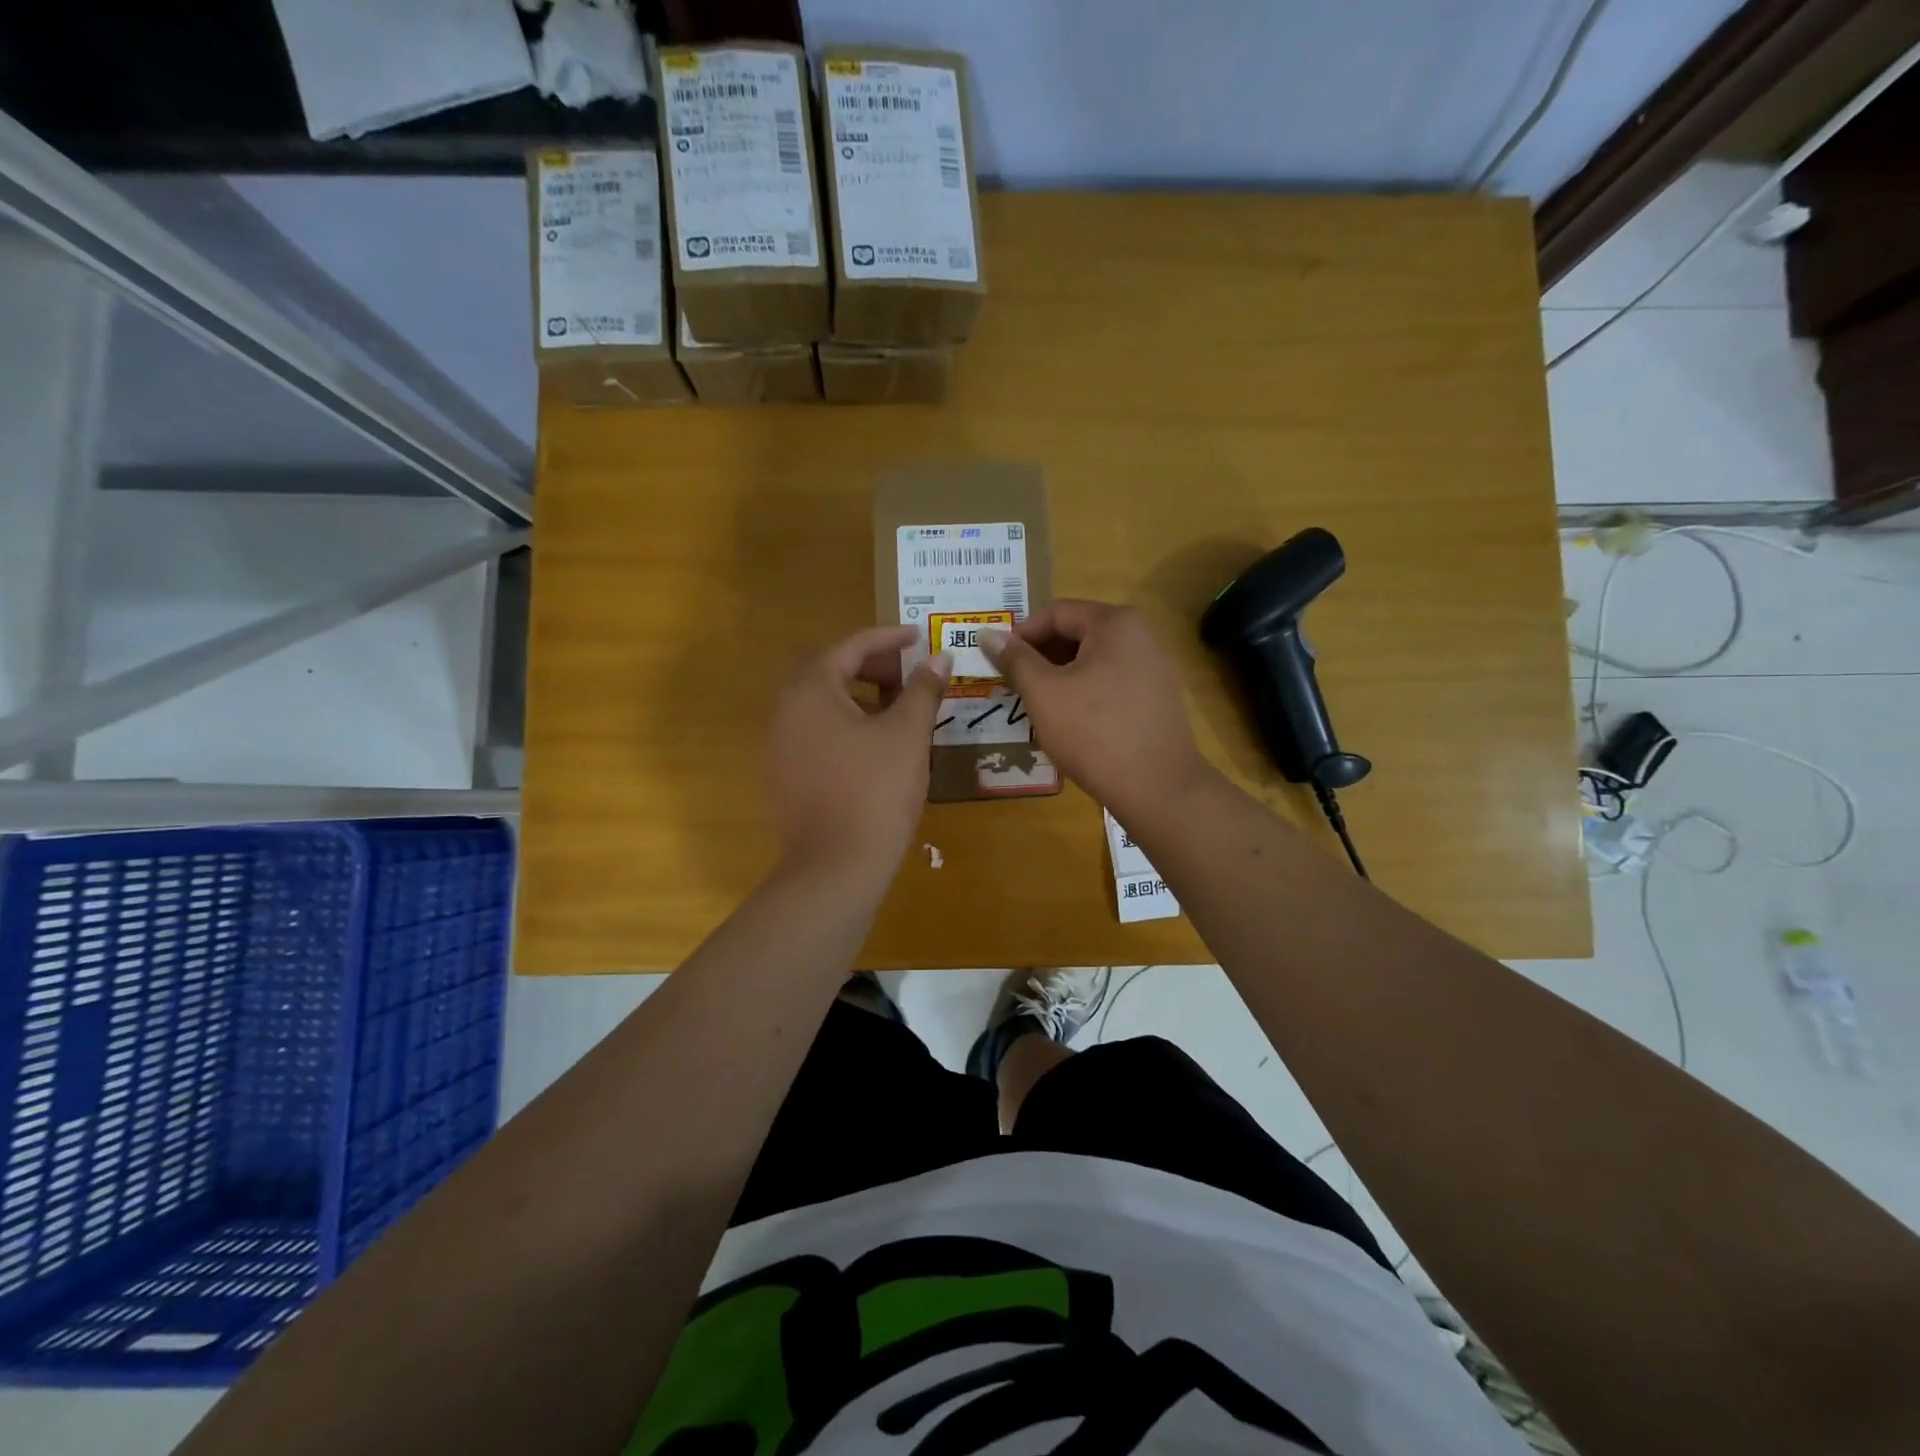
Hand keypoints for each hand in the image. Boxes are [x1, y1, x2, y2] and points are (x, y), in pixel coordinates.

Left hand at [764, 626, 950, 884]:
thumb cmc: (875, 791)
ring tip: (898, 709)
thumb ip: (923, 690)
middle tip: (909, 674)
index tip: (919, 637)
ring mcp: (779, 746)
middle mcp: (785, 711)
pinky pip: (816, 734)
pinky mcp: (784, 776)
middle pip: (830, 672)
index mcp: (810, 691)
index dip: (888, 638)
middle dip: (872, 666)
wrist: (835, 867)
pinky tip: (875, 746)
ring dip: (860, 696)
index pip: (850, 647)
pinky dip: (846, 725)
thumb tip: (939, 658)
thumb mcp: (907, 735)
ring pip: (823, 705)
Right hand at [979, 602, 1209, 819]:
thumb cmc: (1094, 733)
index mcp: (1115, 623)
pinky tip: (1071, 721)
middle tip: (1015, 686)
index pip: (1056, 613)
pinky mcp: (1158, 697)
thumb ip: (1014, 660)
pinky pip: (1112, 681)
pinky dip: (1086, 692)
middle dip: (1041, 656)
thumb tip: (987, 634)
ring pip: (1094, 660)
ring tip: (1039, 706)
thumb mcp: (1044, 694)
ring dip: (1061, 676)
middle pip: (1077, 633)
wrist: (1157, 788)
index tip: (999, 663)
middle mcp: (1141, 635)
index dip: (1021, 635)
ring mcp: (1155, 666)